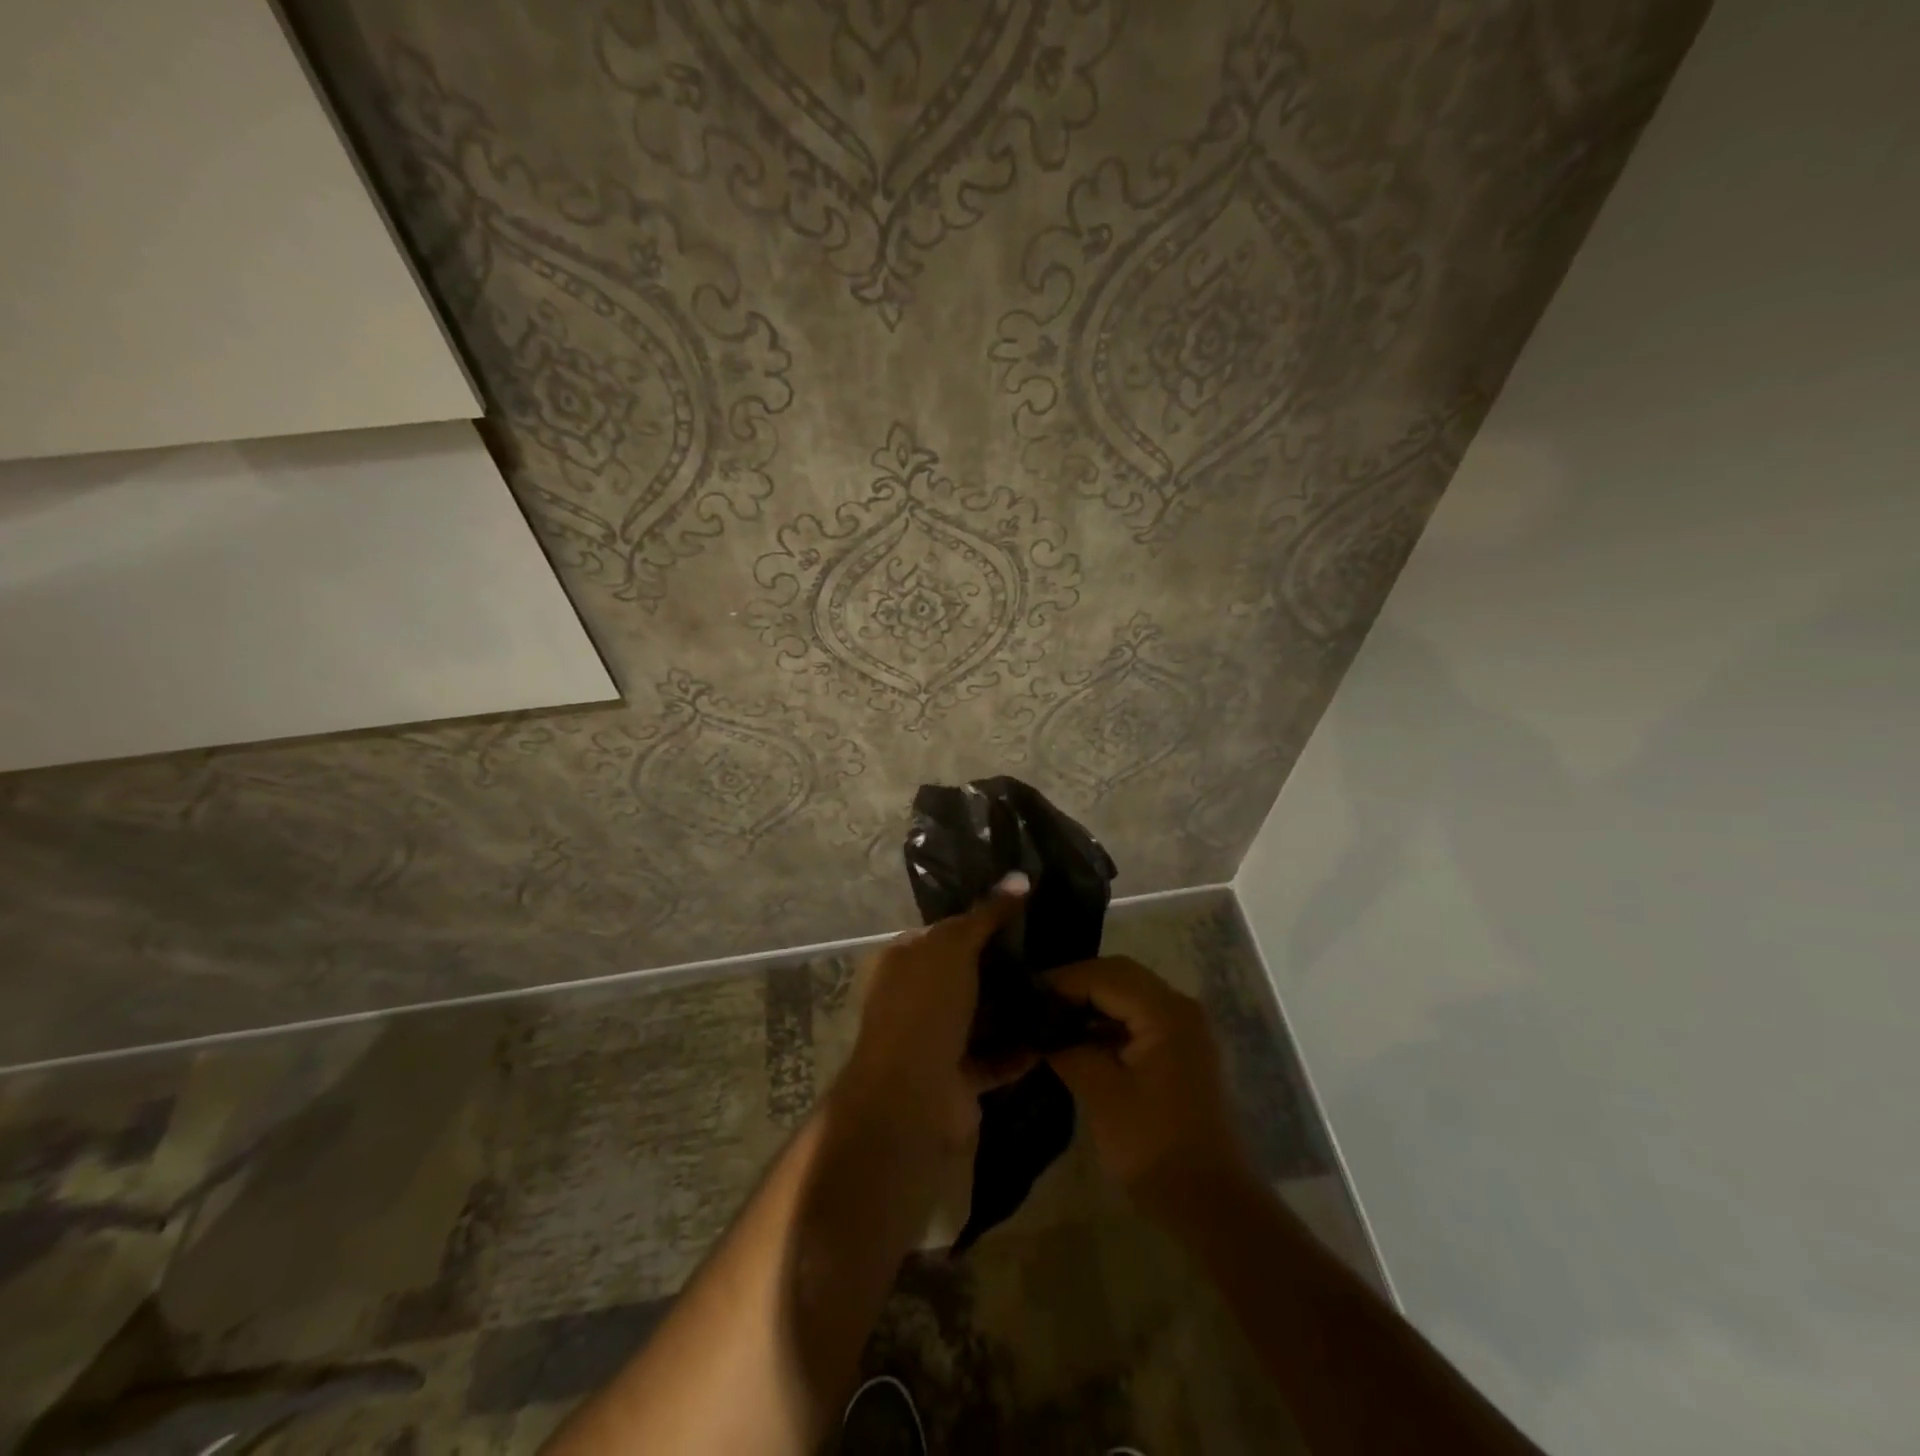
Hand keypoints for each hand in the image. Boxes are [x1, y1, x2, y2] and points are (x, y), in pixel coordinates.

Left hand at [837, 877, 1030, 1150]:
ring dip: (1015, 1009)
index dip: (980, 922)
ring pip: (982, 1018)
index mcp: (903, 962)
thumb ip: (986, 914)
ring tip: (1060, 991)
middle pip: (966, 976)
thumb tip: (1020, 876)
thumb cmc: (925, 1006)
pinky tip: (1056, 1033)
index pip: (944, 933)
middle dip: (1003, 968)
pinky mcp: (959, 1079)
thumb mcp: (953, 946)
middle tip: (1051, 955)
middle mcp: (914, 999)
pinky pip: (996, 1057)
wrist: (912, 1097)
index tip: (1024, 916)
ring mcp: (935, 1041)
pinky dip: (1022, 1049)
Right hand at [1045, 956, 1253, 1218]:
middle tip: (1035, 1002)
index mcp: (1166, 1012)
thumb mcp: (1102, 1094)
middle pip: (1119, 975)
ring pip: (1129, 993)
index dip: (1062, 981)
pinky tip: (1078, 1037)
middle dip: (1075, 985)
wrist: (1211, 1204)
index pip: (1105, 976)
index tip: (1025, 994)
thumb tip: (1037, 1032)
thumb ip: (1068, 1050)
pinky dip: (1108, 1019)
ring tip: (1049, 1017)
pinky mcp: (1181, 1048)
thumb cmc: (1154, 1148)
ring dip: (1091, 1000)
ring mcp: (1185, 1027)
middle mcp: (1180, 1007)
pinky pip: (1139, 1016)